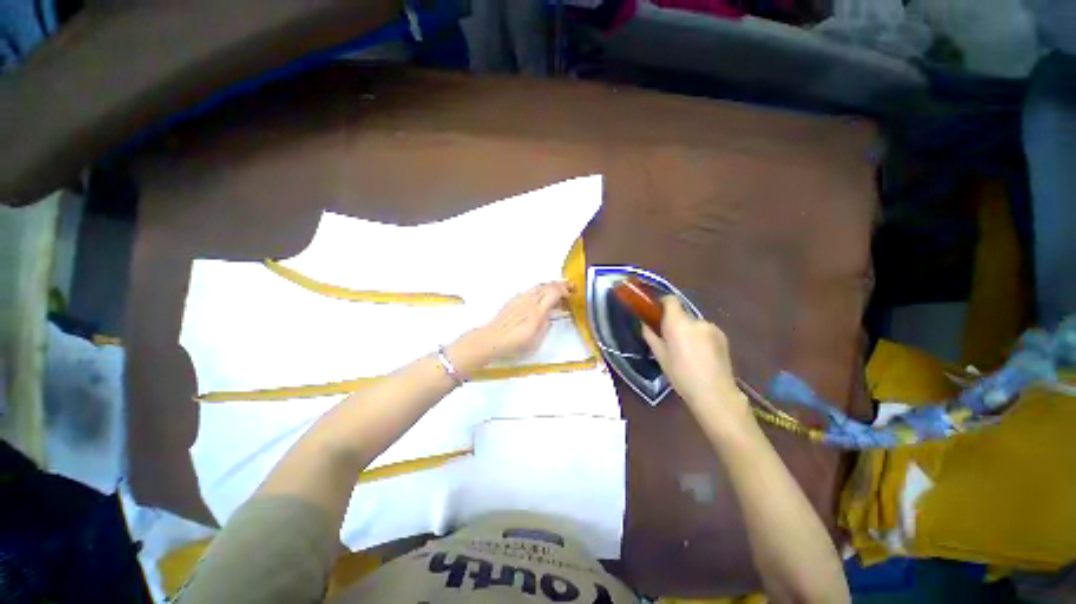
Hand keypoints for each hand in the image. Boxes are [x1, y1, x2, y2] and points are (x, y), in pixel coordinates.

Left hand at [450, 282, 570, 374]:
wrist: (492, 339)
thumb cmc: (514, 343)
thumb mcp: (535, 340)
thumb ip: (545, 326)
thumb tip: (549, 317)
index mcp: (537, 311)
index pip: (554, 292)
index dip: (564, 290)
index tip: (571, 293)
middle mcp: (529, 301)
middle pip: (547, 286)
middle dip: (560, 285)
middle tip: (568, 289)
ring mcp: (520, 299)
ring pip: (538, 286)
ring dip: (550, 286)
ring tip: (556, 291)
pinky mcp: (513, 300)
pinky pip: (530, 290)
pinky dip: (540, 290)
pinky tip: (540, 297)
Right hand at [642, 297, 751, 428]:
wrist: (715, 393)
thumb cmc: (681, 376)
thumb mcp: (660, 357)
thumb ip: (651, 336)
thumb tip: (645, 325)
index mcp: (678, 324)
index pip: (670, 300)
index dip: (662, 304)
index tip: (656, 314)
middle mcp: (696, 321)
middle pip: (682, 314)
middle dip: (674, 323)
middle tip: (669, 340)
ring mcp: (712, 328)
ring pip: (694, 324)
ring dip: (688, 331)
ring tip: (687, 351)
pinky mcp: (723, 336)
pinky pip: (705, 331)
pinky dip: (700, 338)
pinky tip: (700, 355)